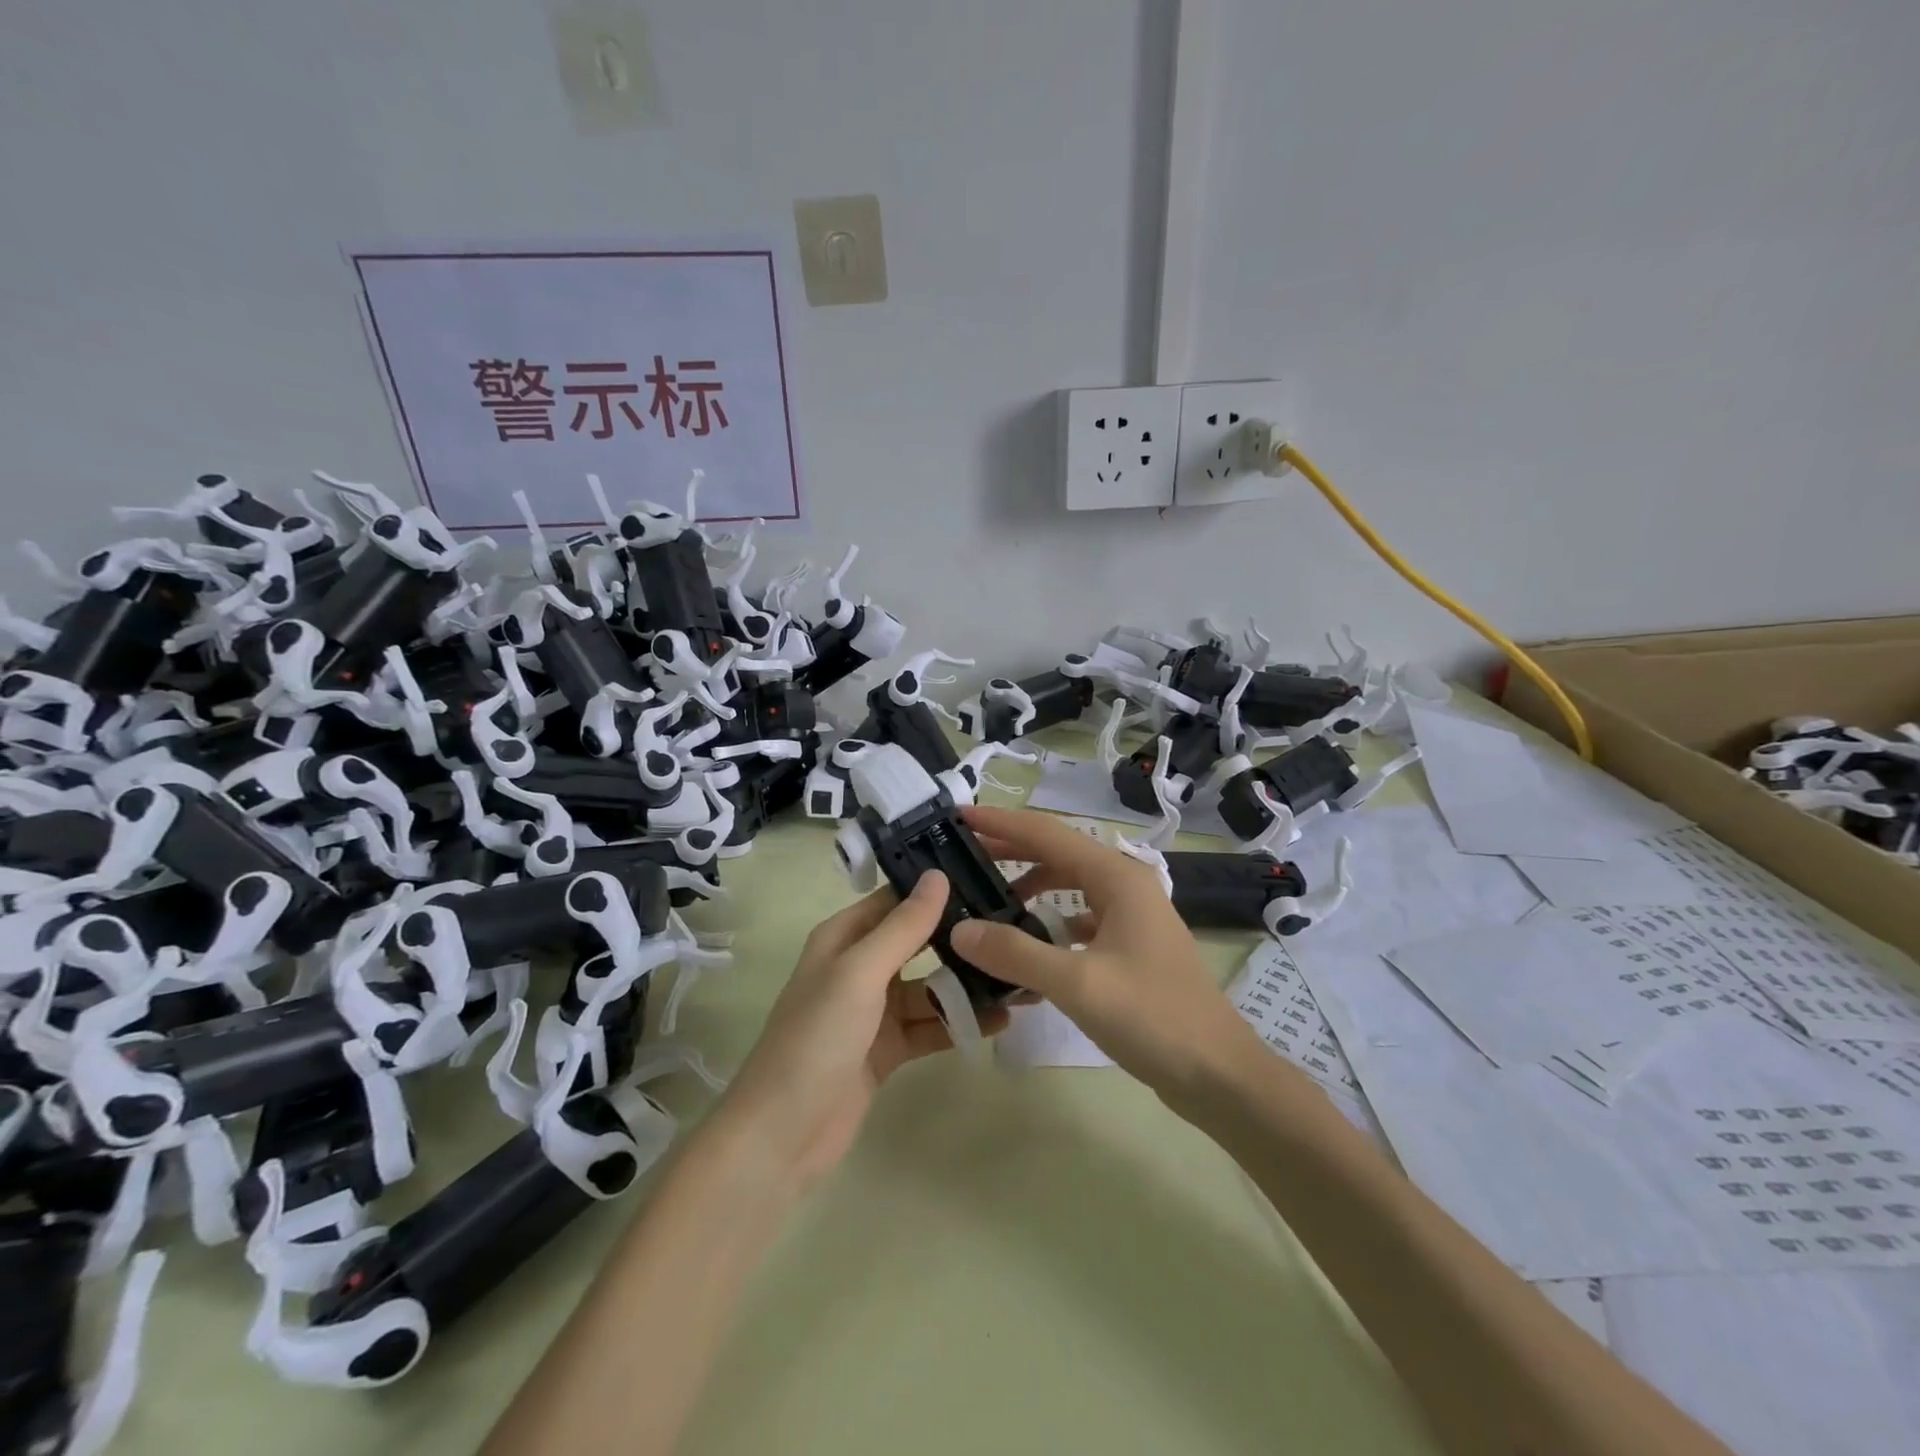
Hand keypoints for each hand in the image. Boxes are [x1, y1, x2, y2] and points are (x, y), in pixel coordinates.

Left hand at [713, 872, 1006, 1194]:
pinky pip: (930, 1026)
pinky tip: (999, 1020)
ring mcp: (873, 1011)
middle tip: (1014, 924)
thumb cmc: (816, 1039)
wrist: (782, 1136)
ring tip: (1017, 976)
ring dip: (966, 984)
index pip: (894, 900)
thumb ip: (902, 927)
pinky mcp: (887, 1049)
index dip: (934, 887)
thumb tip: (938, 875)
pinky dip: (959, 1023)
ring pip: (928, 987)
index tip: (986, 875)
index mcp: (843, 939)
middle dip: (958, 936)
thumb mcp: (860, 974)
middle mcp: (858, 968)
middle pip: (916, 942)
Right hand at [950, 807, 1263, 1106]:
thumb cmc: (1154, 1018)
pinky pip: (1082, 918)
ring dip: (1031, 886)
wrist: (1219, 1074)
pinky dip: (1051, 922)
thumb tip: (959, 930)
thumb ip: (1016, 953)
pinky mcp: (1132, 945)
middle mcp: (1125, 885)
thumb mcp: (1078, 984)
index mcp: (1117, 877)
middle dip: (1011, 850)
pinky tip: (1032, 943)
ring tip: (990, 899)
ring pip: (1071, 886)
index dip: (1001, 823)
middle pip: (1058, 853)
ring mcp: (1132, 916)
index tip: (959, 816)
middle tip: (963, 855)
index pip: (1047, 834)